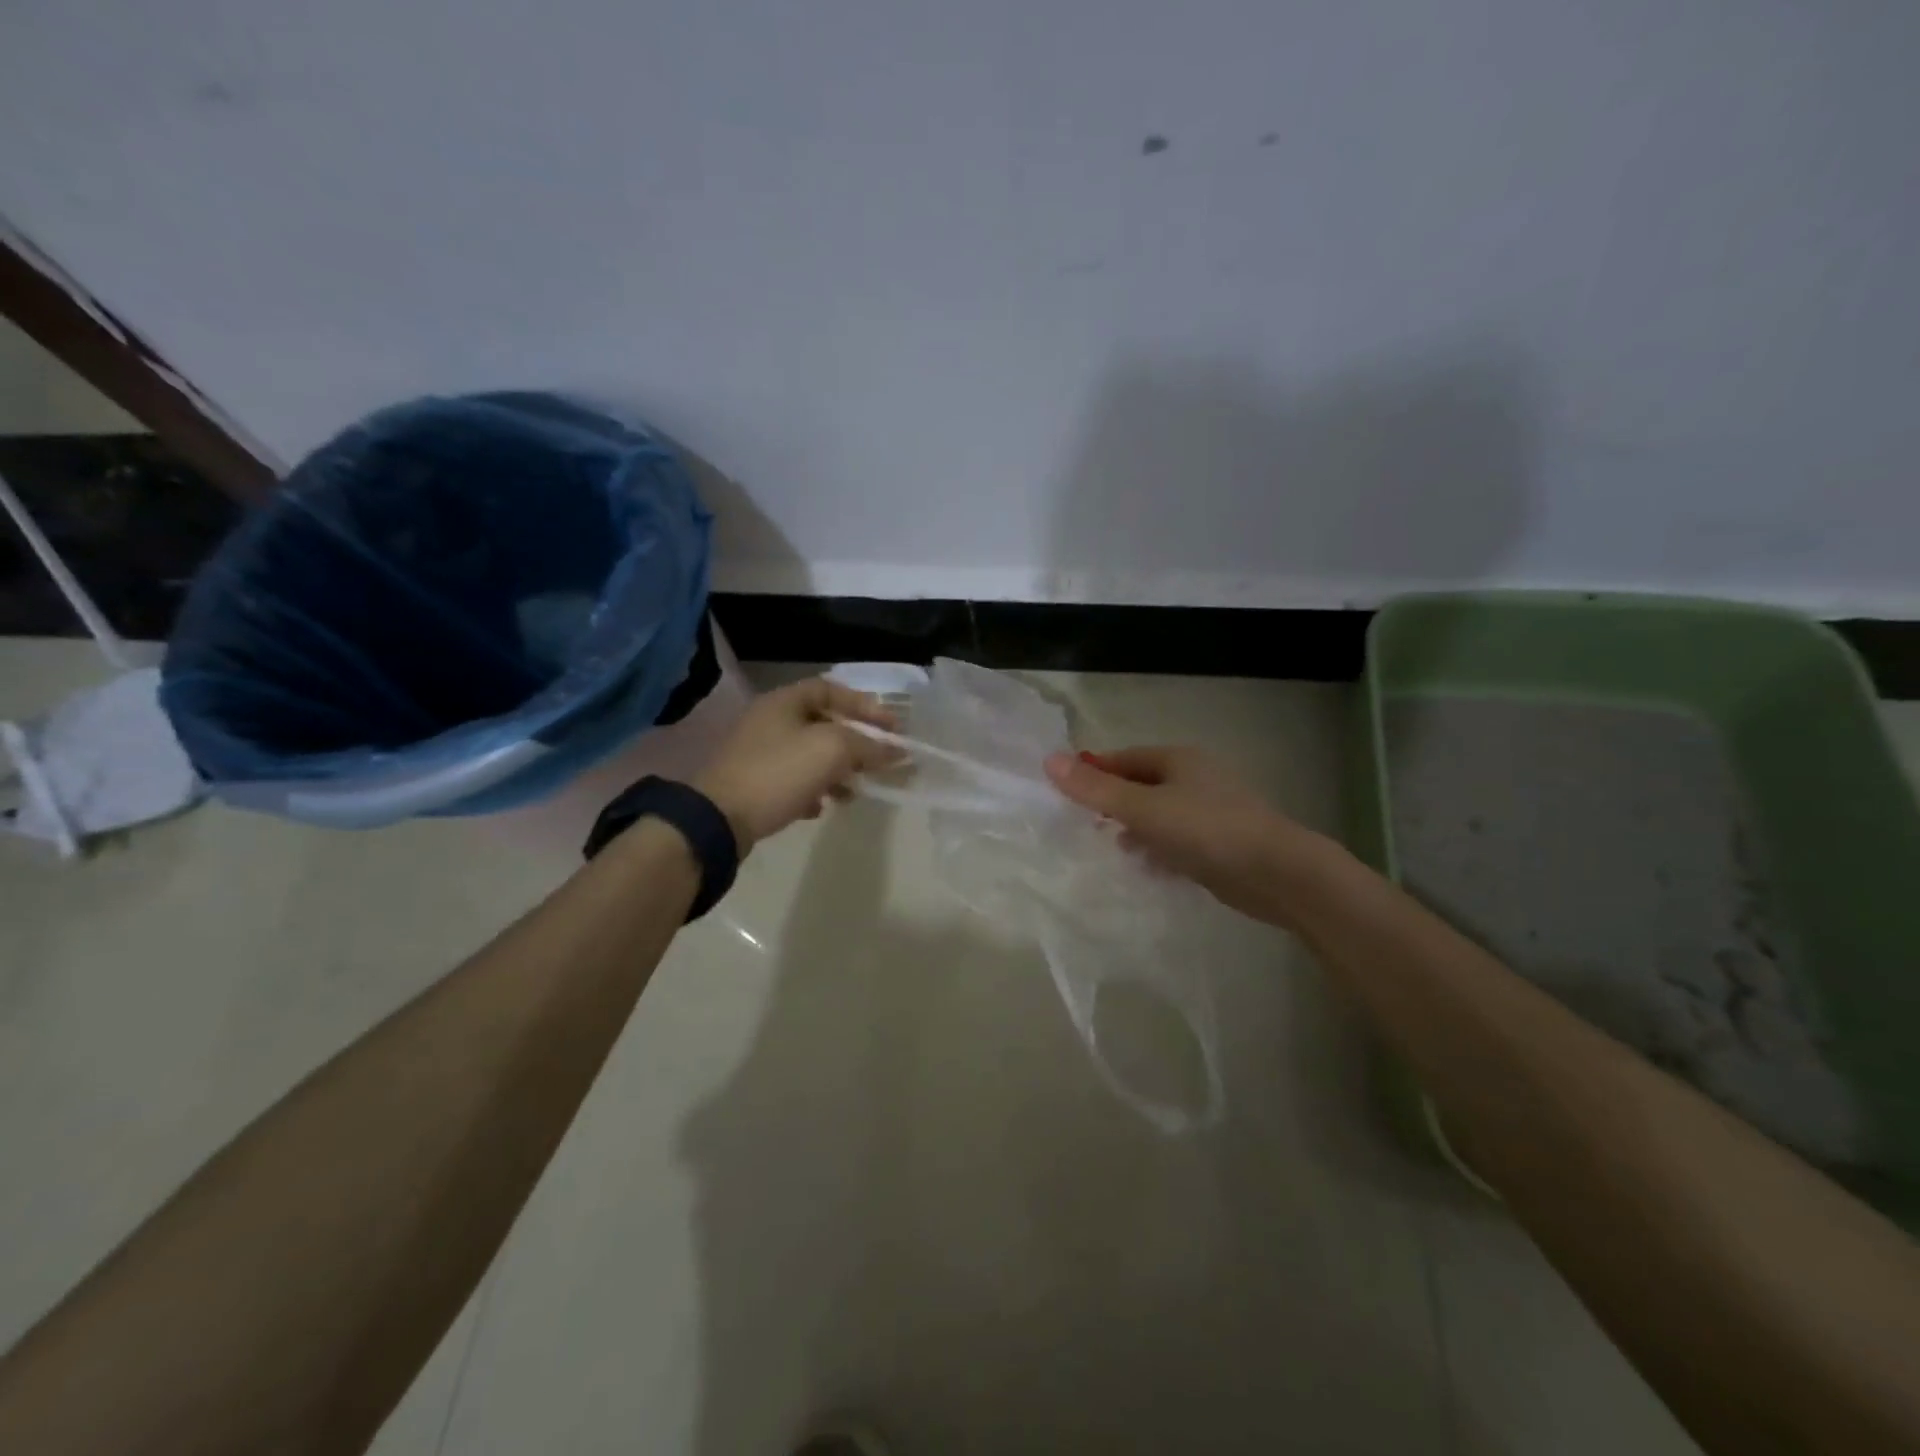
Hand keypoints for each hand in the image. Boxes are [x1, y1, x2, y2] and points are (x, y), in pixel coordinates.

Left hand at [693, 677, 897, 848]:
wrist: (719, 819)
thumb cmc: (779, 773)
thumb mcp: (832, 751)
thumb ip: (869, 746)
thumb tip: (896, 751)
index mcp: (784, 701)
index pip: (831, 689)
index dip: (864, 705)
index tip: (891, 728)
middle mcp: (769, 721)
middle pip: (823, 724)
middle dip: (854, 744)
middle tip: (877, 762)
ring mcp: (758, 753)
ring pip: (810, 755)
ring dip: (837, 771)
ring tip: (853, 792)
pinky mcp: (753, 784)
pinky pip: (793, 780)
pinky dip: (813, 790)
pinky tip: (821, 807)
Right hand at [1043, 745, 1327, 924]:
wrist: (1276, 873)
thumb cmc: (1205, 830)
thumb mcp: (1143, 808)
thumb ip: (1096, 789)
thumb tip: (1049, 760)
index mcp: (1178, 759)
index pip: (1124, 759)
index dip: (1095, 772)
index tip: (1067, 794)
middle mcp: (1195, 778)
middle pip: (1142, 786)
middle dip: (1115, 805)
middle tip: (1087, 826)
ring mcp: (1211, 811)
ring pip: (1160, 815)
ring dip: (1137, 830)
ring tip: (1116, 850)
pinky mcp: (1221, 843)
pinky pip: (1179, 840)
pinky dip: (1160, 850)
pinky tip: (1150, 869)